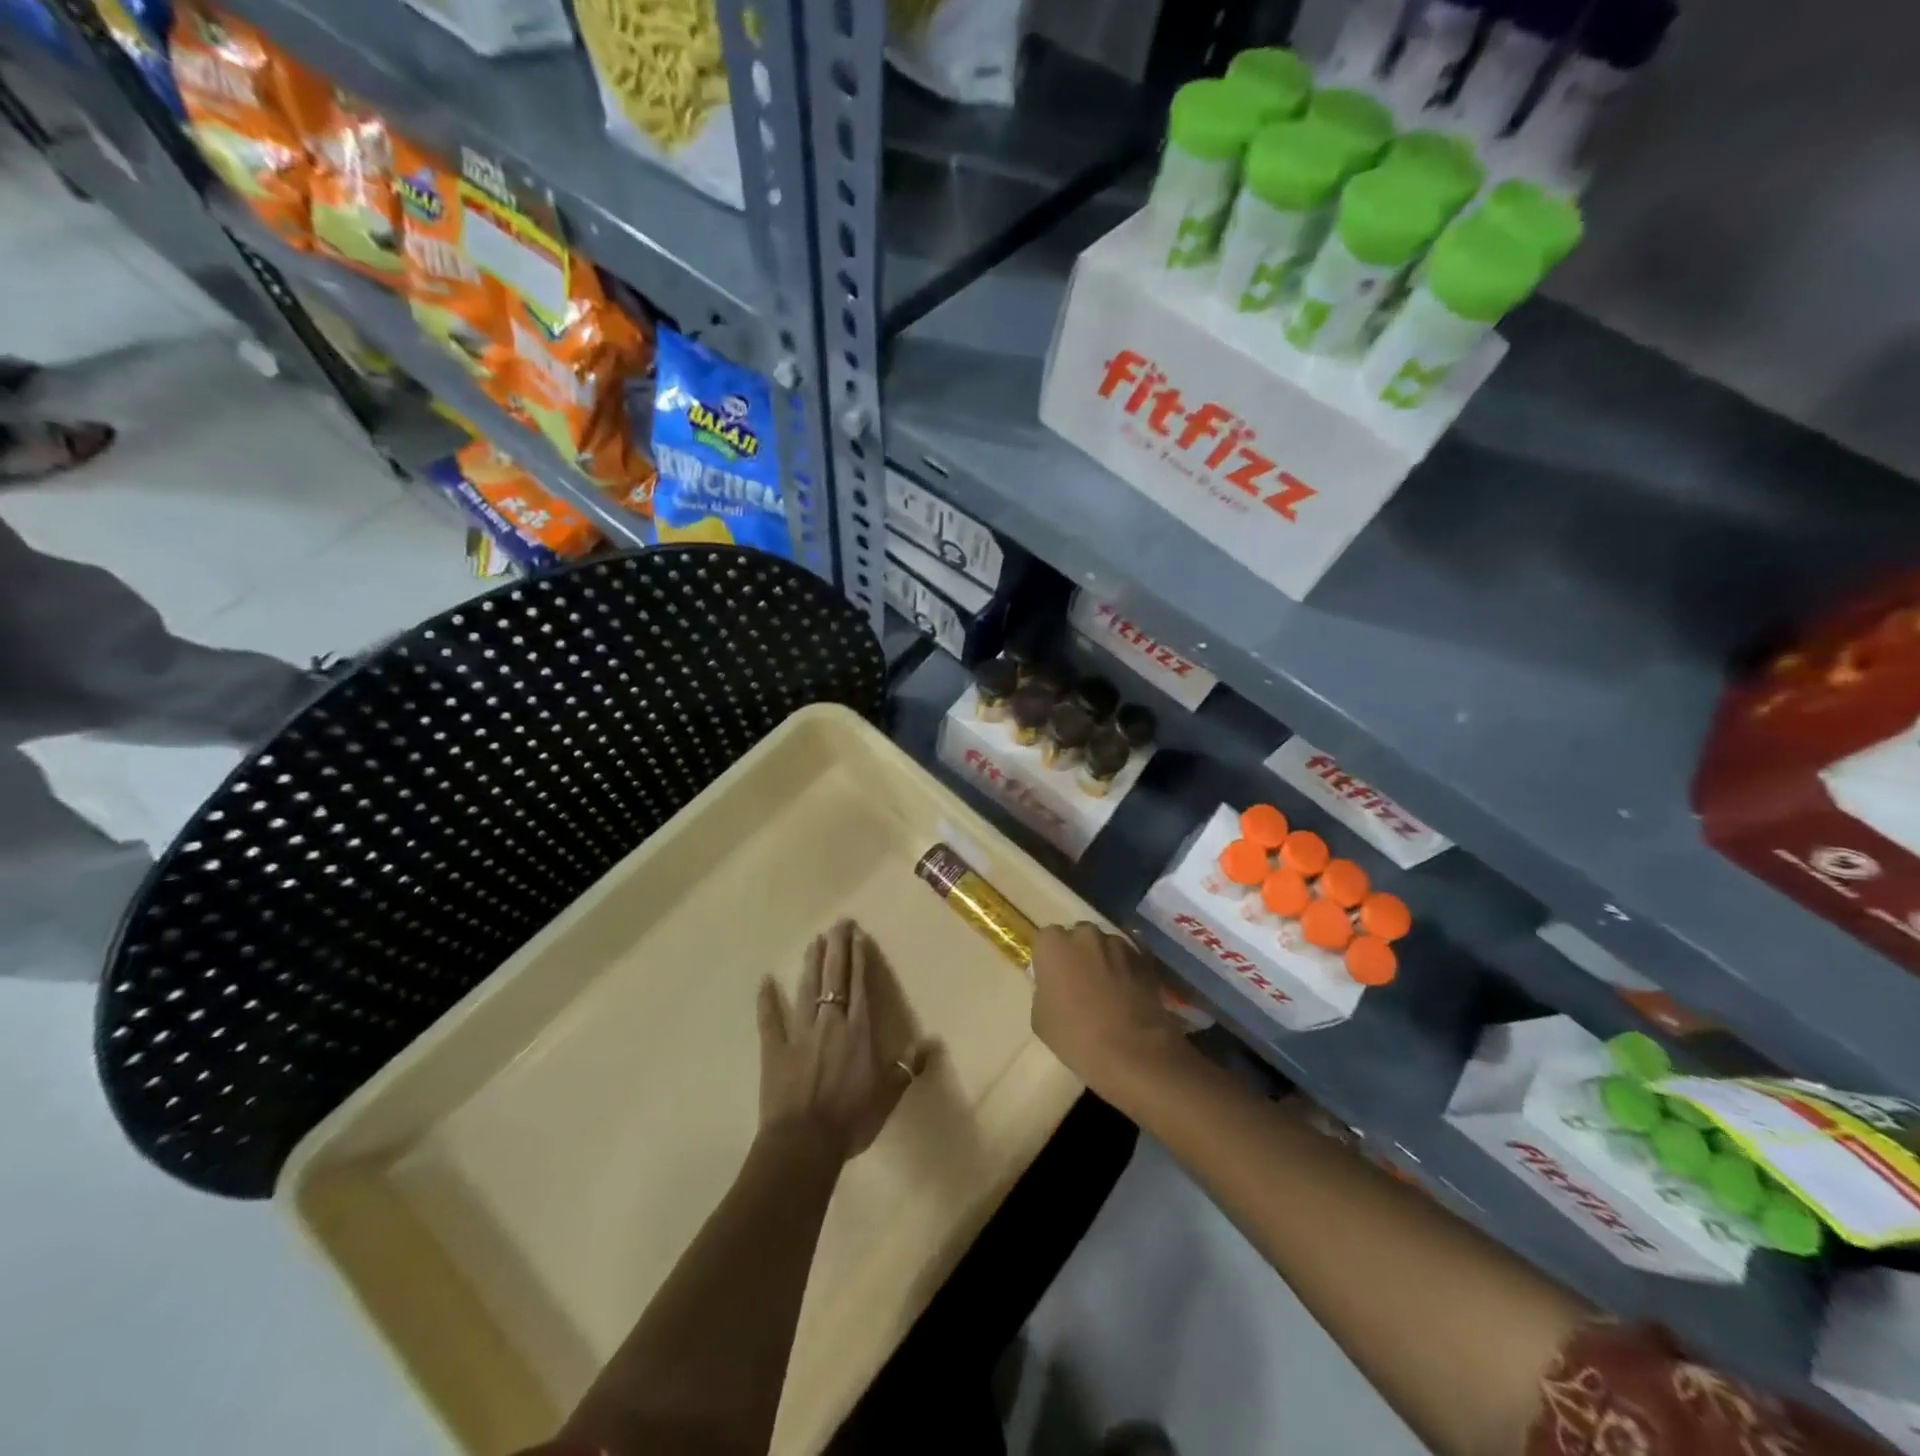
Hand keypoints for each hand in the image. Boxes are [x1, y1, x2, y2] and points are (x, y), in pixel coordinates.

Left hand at [757, 920, 928, 1161]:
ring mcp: (799, 1032)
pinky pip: (769, 1019)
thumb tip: (932, 1043)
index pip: (860, 985)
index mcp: (858, 1030)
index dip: (859, 958)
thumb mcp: (888, 1095)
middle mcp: (830, 1022)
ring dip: (811, 963)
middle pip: (834, 977)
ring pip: (806, 988)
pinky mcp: (775, 1048)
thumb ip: (908, 1067)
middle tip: (838, 923)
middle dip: (837, 948)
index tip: (857, 935)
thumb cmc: (851, 1118)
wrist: (804, 1143)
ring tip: (814, 941)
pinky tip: (764, 981)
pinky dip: (766, 999)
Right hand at [1031, 922, 1188, 1097]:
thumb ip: (1044, 992)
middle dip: (1078, 954)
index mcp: (1053, 944)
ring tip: (1109, 990)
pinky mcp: (1145, 958)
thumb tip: (1054, 988)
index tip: (1053, 979)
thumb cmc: (1075, 1036)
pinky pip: (1131, 957)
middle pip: (1078, 936)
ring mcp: (1118, 943)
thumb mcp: (1040, 1019)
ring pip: (1106, 945)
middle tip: (1080, 983)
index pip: (1046, 940)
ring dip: (1105, 960)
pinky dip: (1129, 968)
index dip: (1050, 959)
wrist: (1131, 1051)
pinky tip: (1129, 990)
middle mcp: (1085, 934)